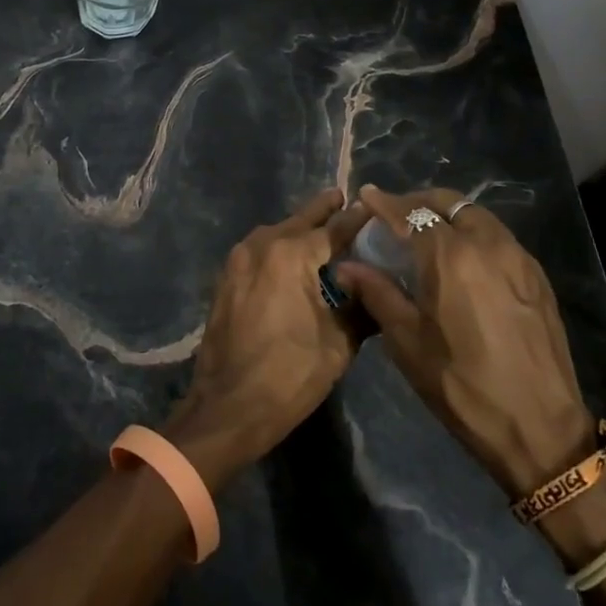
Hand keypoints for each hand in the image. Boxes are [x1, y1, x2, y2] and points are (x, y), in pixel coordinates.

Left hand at [164, 188, 368, 490]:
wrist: (228, 407)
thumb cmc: (289, 375)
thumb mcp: (338, 344)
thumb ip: (361, 306)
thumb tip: (378, 286)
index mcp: (292, 254)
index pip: (334, 228)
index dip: (356, 219)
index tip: (374, 206)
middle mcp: (263, 245)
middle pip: (300, 221)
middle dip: (323, 210)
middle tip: (343, 197)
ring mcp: (239, 259)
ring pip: (277, 233)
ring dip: (298, 228)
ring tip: (321, 226)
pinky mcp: (227, 278)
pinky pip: (259, 250)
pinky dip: (279, 247)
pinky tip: (292, 257)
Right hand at [336, 186, 593, 496]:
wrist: (540, 427)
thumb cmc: (462, 385)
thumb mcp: (407, 342)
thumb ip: (377, 293)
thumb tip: (346, 267)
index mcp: (449, 256)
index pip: (410, 213)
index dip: (384, 203)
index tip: (367, 195)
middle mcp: (486, 243)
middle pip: (448, 203)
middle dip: (419, 202)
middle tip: (397, 215)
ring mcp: (518, 257)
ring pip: (477, 216)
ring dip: (449, 215)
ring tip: (429, 234)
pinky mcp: (537, 276)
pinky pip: (499, 237)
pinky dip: (474, 234)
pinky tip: (464, 260)